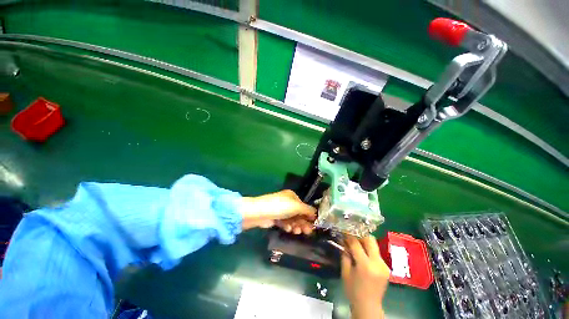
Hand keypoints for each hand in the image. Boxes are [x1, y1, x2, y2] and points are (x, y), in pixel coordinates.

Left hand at [239, 190, 315, 233]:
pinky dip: (288, 226)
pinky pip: (285, 223)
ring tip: (297, 231)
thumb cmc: (281, 207)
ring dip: (296, 226)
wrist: (260, 212)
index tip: (313, 224)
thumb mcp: (296, 206)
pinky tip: (288, 229)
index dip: (309, 215)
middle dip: (303, 222)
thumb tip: (316, 213)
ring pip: (292, 220)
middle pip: (298, 214)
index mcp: (292, 196)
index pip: (304, 206)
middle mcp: (287, 202)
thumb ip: (307, 210)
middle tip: (308, 232)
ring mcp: (281, 211)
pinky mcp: (275, 218)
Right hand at [342, 235, 389, 318]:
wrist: (368, 306)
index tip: (343, 231)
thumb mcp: (345, 272)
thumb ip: (345, 254)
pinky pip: (376, 253)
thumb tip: (343, 241)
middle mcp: (377, 263)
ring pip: (374, 245)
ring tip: (356, 243)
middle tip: (351, 235)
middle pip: (370, 240)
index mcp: (365, 265)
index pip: (356, 243)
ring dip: (364, 241)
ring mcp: (384, 265)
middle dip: (359, 235)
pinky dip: (368, 250)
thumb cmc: (353, 291)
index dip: (348, 236)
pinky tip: (362, 253)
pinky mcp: (386, 267)